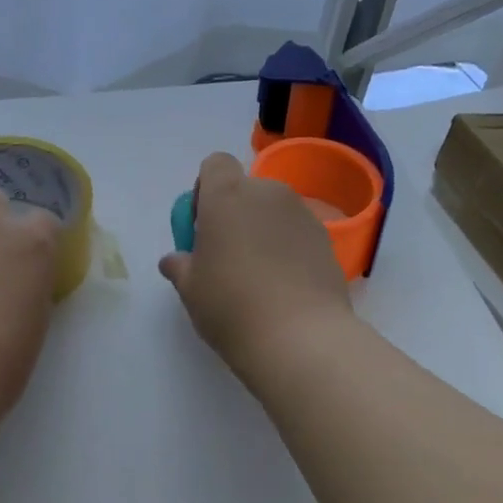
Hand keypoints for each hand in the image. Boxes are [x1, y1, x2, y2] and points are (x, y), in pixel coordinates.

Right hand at [159, 152, 353, 380]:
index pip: (215, 164)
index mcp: (228, 196)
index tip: (202, 226)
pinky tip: (284, 287)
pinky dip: (289, 249)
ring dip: (264, 230)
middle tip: (228, 256)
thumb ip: (180, 266)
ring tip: (259, 276)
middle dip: (236, 213)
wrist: (300, 338)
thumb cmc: (231, 305)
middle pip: (247, 189)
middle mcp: (268, 194)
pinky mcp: (327, 240)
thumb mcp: (190, 289)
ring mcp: (303, 215)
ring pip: (275, 211)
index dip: (205, 189)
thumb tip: (175, 260)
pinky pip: (298, 233)